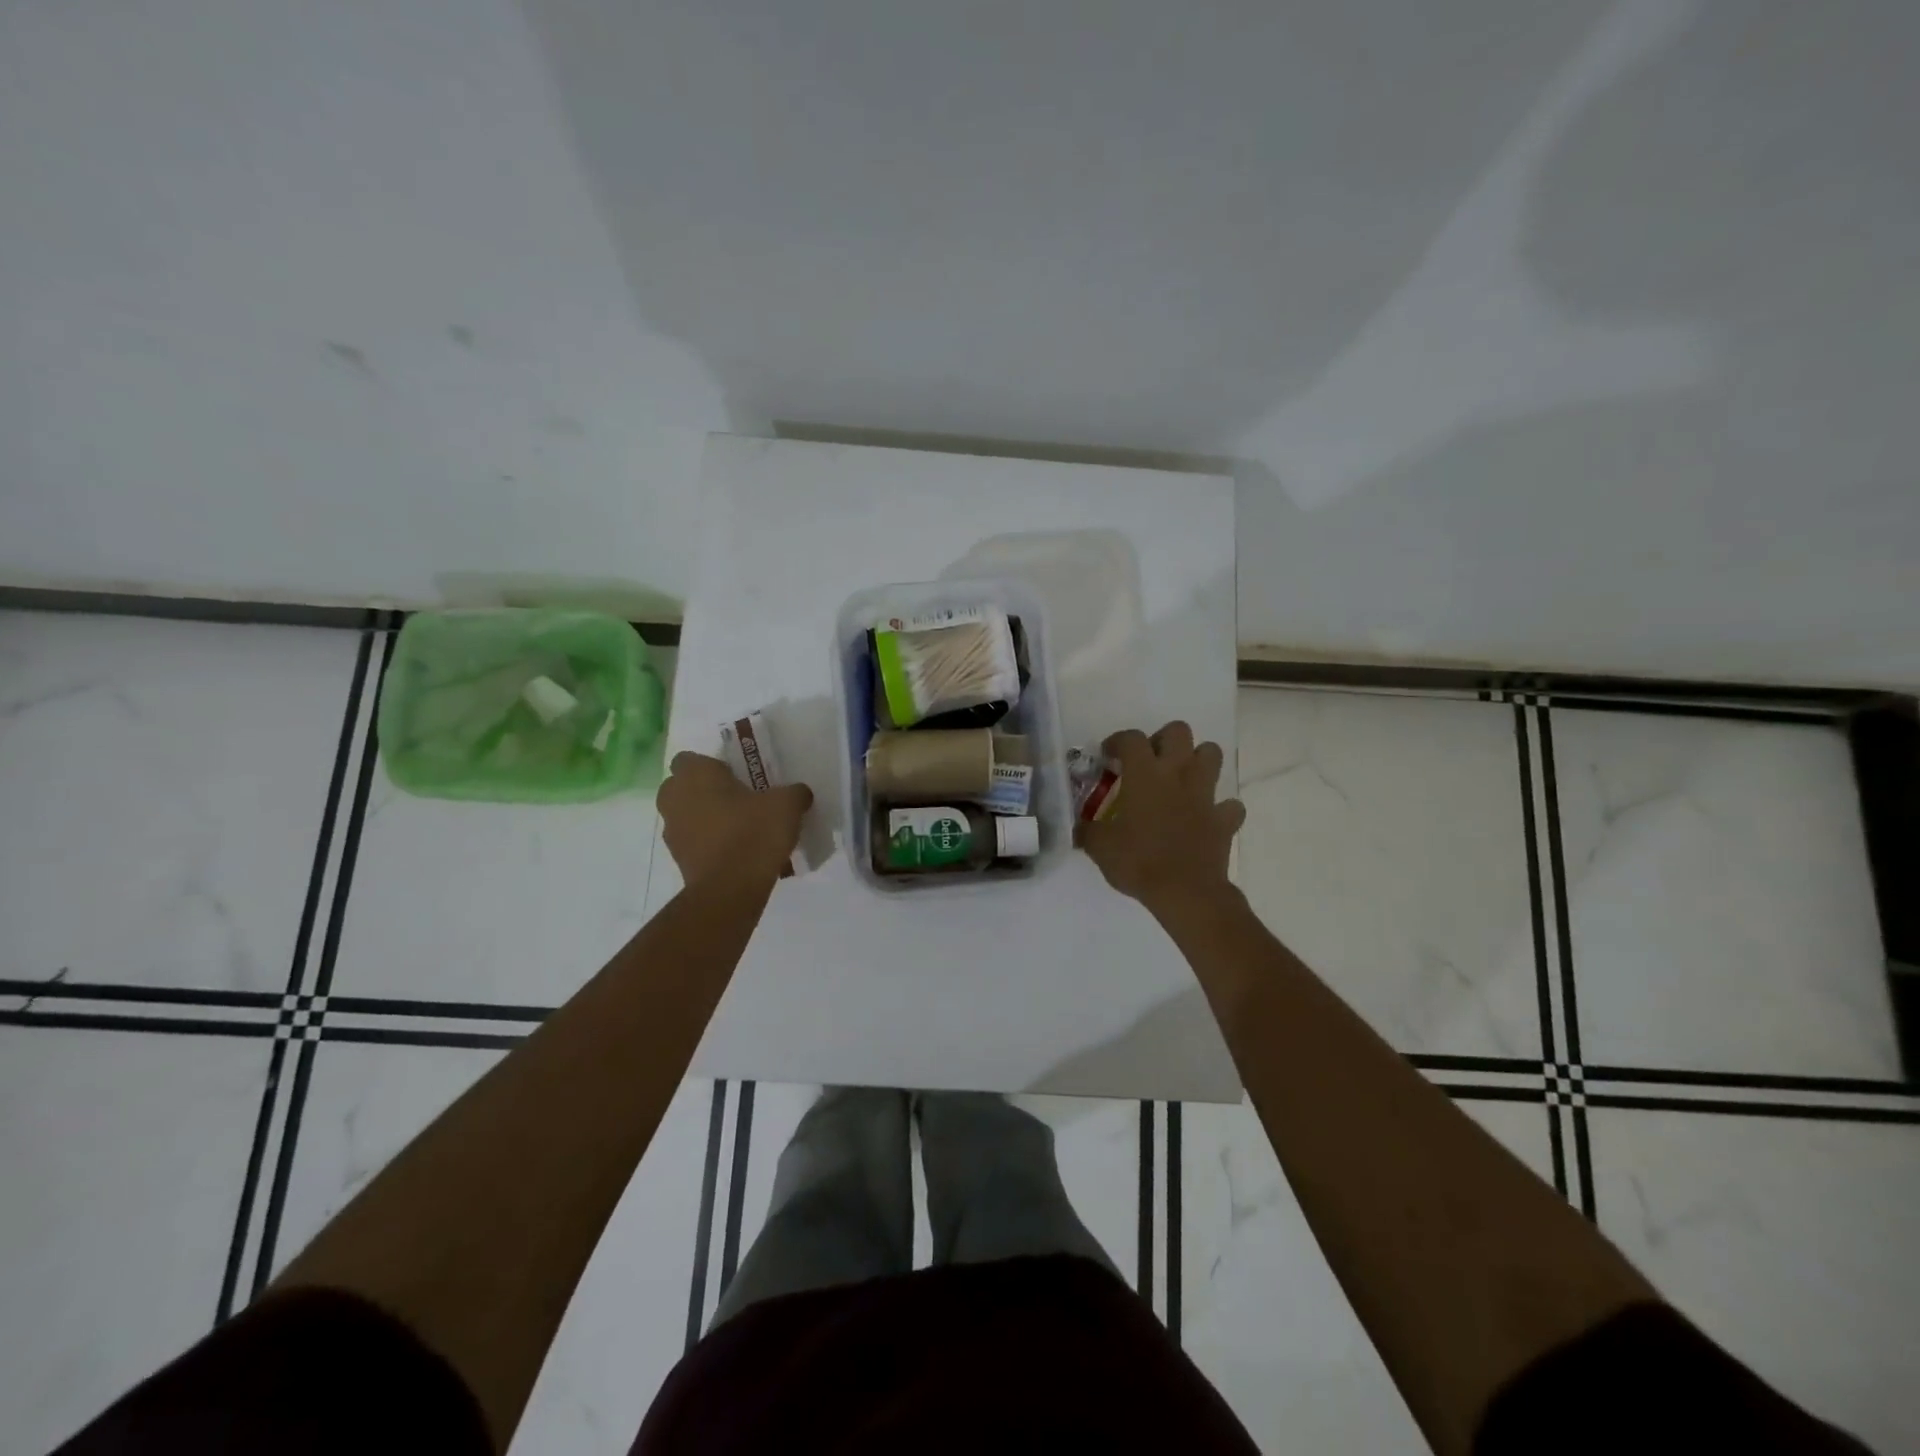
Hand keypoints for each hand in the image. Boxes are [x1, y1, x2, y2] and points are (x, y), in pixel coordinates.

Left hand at [659, 752, 811, 886]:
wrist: (731, 888)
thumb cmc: (753, 832)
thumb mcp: (787, 804)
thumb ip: (793, 792)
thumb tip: (798, 793)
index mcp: (695, 775)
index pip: (689, 758)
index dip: (711, 765)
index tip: (735, 776)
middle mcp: (674, 798)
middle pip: (683, 787)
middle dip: (705, 791)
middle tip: (738, 799)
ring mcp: (672, 831)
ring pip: (686, 815)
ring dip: (705, 818)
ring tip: (740, 828)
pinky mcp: (678, 860)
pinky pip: (693, 842)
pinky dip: (708, 844)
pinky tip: (737, 852)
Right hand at [1081, 721, 1244, 909]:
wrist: (1185, 892)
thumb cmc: (1138, 862)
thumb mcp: (1099, 847)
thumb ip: (1087, 830)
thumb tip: (1079, 827)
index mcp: (1145, 774)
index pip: (1131, 738)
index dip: (1118, 741)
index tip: (1108, 755)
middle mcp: (1178, 774)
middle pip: (1179, 731)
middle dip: (1163, 739)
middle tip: (1149, 761)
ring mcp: (1205, 795)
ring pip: (1212, 754)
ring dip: (1197, 760)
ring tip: (1180, 779)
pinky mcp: (1224, 819)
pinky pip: (1229, 805)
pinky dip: (1220, 807)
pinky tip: (1205, 817)